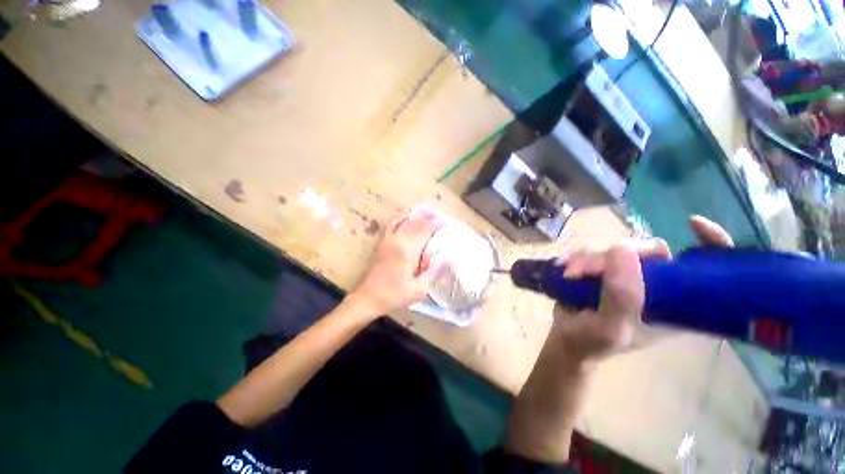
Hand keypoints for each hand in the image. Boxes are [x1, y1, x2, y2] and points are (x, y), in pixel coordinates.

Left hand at [349, 208, 444, 314]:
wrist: (369, 298)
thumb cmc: (395, 295)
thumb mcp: (419, 289)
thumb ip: (433, 272)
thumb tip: (447, 259)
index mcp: (407, 251)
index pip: (424, 231)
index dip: (435, 225)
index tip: (445, 223)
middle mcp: (397, 241)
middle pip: (414, 223)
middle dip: (427, 217)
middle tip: (438, 215)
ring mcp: (388, 241)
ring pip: (403, 221)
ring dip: (415, 216)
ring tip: (425, 212)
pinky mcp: (382, 243)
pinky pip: (391, 226)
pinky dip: (400, 219)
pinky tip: (406, 217)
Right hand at [550, 215, 732, 363]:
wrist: (566, 339)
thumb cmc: (593, 342)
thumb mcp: (611, 327)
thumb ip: (621, 295)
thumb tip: (621, 248)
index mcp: (676, 305)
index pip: (708, 271)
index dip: (711, 244)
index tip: (694, 224)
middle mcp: (656, 286)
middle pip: (652, 250)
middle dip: (618, 254)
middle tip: (589, 269)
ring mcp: (628, 275)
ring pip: (617, 248)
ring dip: (590, 258)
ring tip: (571, 274)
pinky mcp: (604, 269)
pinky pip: (595, 250)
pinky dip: (579, 257)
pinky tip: (567, 269)